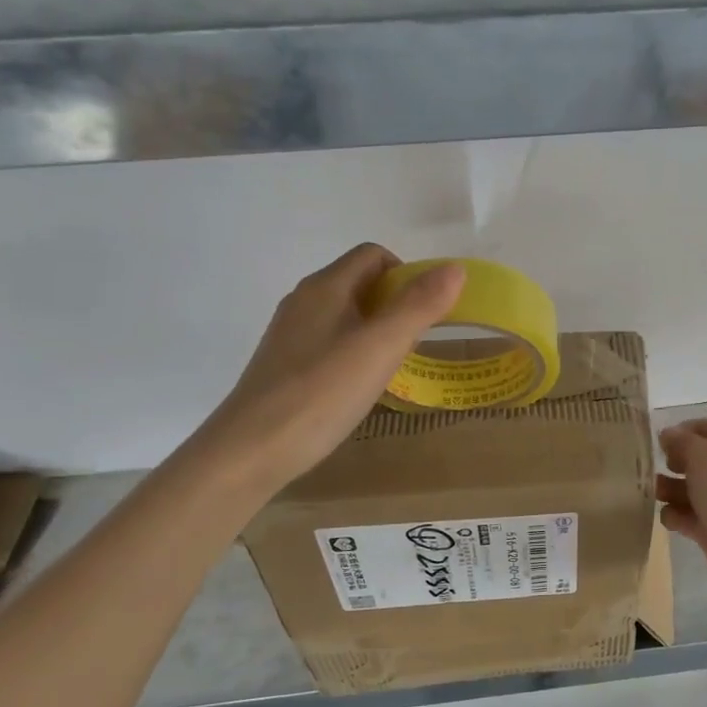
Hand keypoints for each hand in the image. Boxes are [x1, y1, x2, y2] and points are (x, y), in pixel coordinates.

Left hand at [192, 244, 465, 492]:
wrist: (251, 451)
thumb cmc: (321, 394)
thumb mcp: (380, 348)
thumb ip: (419, 307)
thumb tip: (455, 268)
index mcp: (325, 288)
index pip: (374, 256)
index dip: (408, 274)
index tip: (427, 314)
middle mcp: (304, 302)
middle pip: (360, 284)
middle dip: (397, 305)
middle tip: (416, 345)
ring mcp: (291, 335)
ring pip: (346, 316)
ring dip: (377, 331)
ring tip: (393, 368)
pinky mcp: (285, 366)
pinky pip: (331, 344)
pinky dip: (355, 355)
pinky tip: (361, 388)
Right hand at [657, 418, 706, 598]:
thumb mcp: (703, 455)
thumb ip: (682, 441)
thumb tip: (668, 434)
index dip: (687, 429)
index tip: (661, 439)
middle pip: (700, 460)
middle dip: (674, 462)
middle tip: (654, 466)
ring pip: (692, 490)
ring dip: (670, 490)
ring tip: (654, 493)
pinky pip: (690, 517)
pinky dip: (677, 516)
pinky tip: (670, 519)